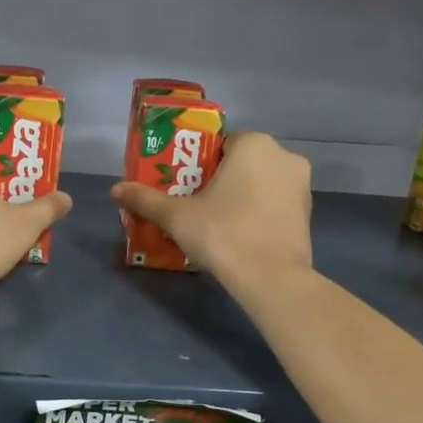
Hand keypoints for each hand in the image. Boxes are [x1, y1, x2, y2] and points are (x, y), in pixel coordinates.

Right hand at [110, 130, 311, 288]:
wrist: (272, 279)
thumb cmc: (223, 234)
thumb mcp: (176, 217)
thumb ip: (145, 199)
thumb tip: (114, 189)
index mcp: (254, 144)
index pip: (220, 143)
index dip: (199, 163)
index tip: (184, 186)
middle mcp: (284, 156)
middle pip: (241, 162)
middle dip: (219, 180)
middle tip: (196, 205)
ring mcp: (301, 186)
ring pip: (260, 183)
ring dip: (240, 196)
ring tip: (216, 223)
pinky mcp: (308, 215)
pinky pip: (274, 205)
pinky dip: (258, 214)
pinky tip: (240, 236)